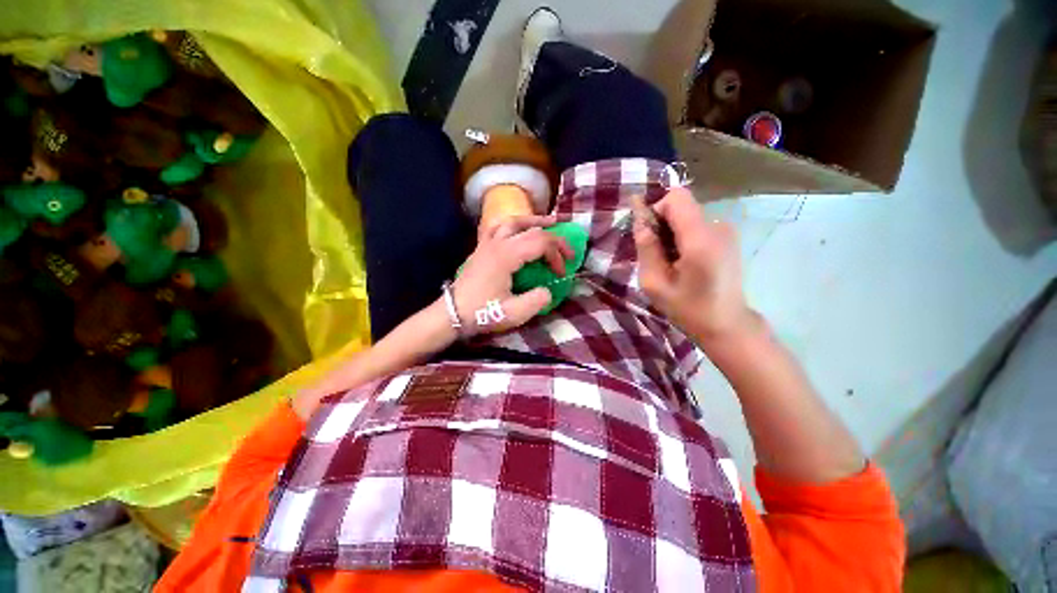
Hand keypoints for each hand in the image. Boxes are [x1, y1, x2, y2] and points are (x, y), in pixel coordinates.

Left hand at [450, 215, 571, 335]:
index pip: (540, 243)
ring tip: (550, 222)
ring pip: (513, 221)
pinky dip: (514, 224)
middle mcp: (497, 243)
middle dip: (554, 238)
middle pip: (531, 229)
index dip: (557, 255)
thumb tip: (548, 290)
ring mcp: (486, 243)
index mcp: (506, 256)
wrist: (451, 314)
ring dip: (534, 221)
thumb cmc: (481, 313)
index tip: (562, 273)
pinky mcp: (481, 248)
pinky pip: (498, 227)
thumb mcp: (513, 313)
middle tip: (568, 249)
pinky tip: (519, 229)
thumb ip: (537, 301)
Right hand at [632, 187, 751, 340]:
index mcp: (700, 239)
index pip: (676, 198)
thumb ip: (646, 247)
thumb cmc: (687, 308)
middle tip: (657, 256)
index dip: (656, 210)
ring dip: (672, 234)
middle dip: (662, 225)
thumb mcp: (654, 282)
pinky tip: (685, 263)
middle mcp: (717, 227)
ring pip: (687, 216)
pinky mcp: (728, 237)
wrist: (726, 323)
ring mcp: (726, 230)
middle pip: (681, 206)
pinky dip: (684, 238)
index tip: (649, 236)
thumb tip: (639, 218)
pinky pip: (697, 225)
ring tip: (672, 263)